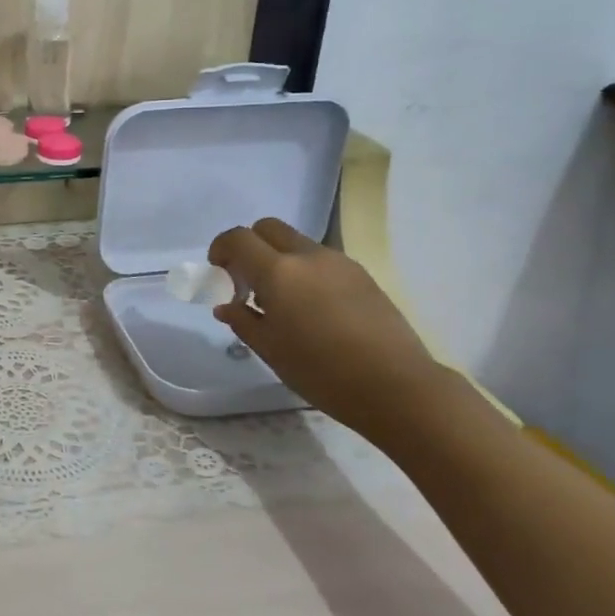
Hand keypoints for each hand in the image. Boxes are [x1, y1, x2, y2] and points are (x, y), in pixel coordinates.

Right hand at [208, 218, 446, 438]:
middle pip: (269, 228)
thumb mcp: (270, 350)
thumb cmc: (321, 372)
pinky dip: (305, 272)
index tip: (218, 271)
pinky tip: (312, 310)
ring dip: (279, 260)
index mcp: (279, 272)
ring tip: (281, 302)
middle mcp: (309, 257)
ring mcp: (340, 263)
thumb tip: (227, 306)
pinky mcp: (363, 276)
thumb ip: (244, 320)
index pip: (239, 238)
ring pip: (298, 243)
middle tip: (246, 280)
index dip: (221, 248)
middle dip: (250, 246)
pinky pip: (322, 261)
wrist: (396, 387)